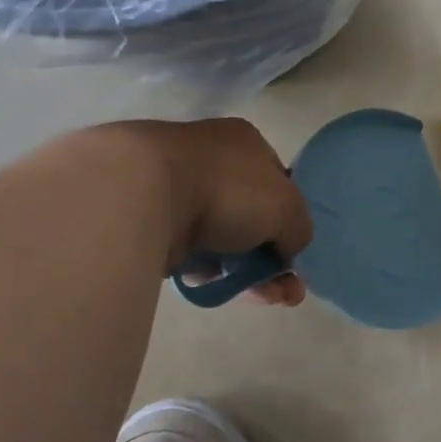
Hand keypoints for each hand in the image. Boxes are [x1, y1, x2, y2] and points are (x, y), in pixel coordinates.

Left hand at [154, 118, 312, 305]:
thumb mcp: (288, 208)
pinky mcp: (152, 221)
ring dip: (248, 272)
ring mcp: (178, 190)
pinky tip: (220, 287)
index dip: (291, 219)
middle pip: (253, 216)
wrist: (141, 195)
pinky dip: (209, 272)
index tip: (295, 252)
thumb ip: (299, 229)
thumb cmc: (227, 189)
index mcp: (246, 143)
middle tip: (286, 292)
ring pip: (224, 238)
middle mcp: (212, 160)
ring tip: (263, 298)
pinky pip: (192, 252)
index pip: (280, 183)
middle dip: (274, 258)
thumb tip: (287, 249)